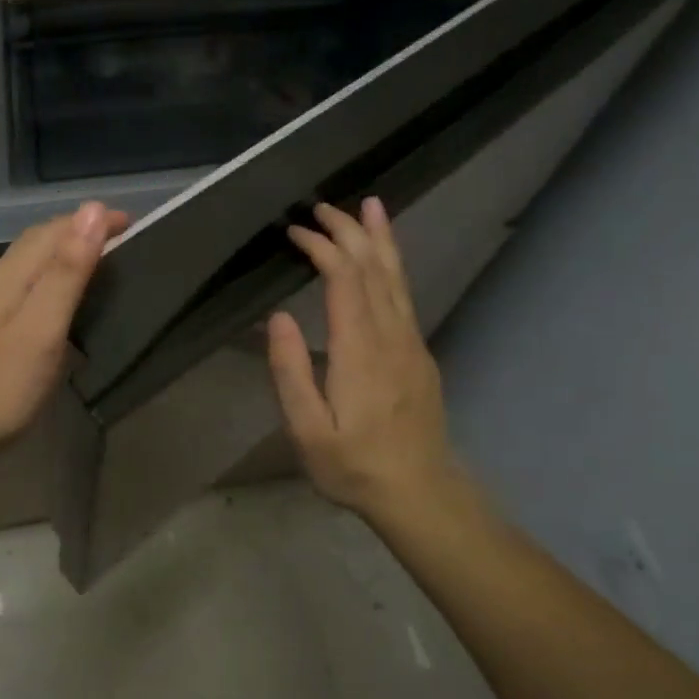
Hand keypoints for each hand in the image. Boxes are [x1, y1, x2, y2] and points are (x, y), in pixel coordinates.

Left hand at [0, 202, 128, 460]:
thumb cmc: (1, 383)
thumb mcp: (43, 327)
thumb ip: (67, 271)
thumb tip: (92, 211)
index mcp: (12, 273)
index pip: (56, 229)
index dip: (93, 220)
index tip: (133, 222)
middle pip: (41, 239)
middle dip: (81, 230)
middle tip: (122, 239)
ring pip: (32, 260)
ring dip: (66, 251)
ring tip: (100, 262)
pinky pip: (28, 282)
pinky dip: (54, 276)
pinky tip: (63, 299)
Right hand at [266, 200, 466, 526]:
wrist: (419, 493)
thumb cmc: (353, 465)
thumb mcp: (307, 429)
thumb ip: (291, 371)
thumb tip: (278, 317)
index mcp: (360, 350)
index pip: (344, 280)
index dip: (323, 248)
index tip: (296, 231)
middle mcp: (391, 336)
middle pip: (373, 269)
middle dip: (350, 231)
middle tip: (324, 206)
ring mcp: (411, 343)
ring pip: (396, 278)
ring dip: (380, 240)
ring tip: (371, 206)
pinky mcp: (419, 354)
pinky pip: (405, 296)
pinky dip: (392, 266)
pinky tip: (385, 259)